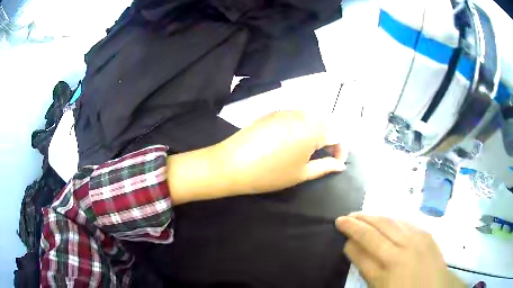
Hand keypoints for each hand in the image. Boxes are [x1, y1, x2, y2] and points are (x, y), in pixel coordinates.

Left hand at [167, 110, 346, 203]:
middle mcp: (302, 113)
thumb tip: (340, 166)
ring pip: (311, 118)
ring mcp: (286, 110)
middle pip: (326, 123)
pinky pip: (296, 116)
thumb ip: (325, 167)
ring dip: (316, 132)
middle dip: (330, 140)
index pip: (338, 135)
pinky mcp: (273, 112)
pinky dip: (301, 127)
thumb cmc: (269, 173)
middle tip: (324, 157)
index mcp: (313, 128)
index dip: (341, 150)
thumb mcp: (301, 174)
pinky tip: (292, 142)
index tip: (336, 164)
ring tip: (309, 151)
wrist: (231, 164)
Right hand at [335, 213, 464, 287]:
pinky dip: (391, 218)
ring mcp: (416, 238)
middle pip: (375, 229)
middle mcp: (401, 249)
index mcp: (387, 268)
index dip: (349, 235)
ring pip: (390, 220)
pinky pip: (405, 220)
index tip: (339, 226)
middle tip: (345, 216)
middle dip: (357, 221)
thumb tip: (352, 245)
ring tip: (361, 214)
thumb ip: (366, 266)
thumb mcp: (379, 286)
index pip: (362, 245)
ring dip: (373, 216)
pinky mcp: (426, 233)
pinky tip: (385, 218)